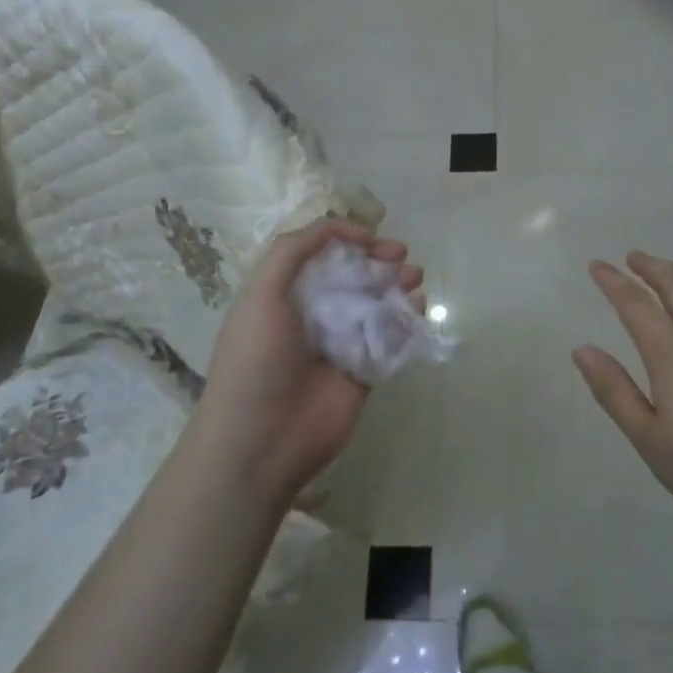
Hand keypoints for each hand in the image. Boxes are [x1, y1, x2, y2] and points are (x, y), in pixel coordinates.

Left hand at [194, 218, 421, 508]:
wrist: (260, 442)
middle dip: (380, 260)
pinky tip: (416, 312)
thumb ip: (293, 251)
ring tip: (415, 281)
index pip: (322, 254)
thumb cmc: (256, 362)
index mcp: (285, 293)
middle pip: (355, 275)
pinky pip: (390, 338)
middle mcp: (314, 313)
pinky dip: (407, 322)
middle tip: (402, 257)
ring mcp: (341, 343)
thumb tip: (344, 231)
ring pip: (377, 303)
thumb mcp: (260, 294)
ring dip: (398, 286)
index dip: (348, 239)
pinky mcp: (364, 371)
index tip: (372, 240)